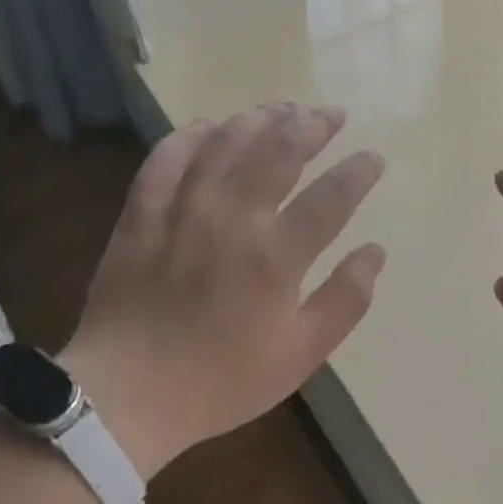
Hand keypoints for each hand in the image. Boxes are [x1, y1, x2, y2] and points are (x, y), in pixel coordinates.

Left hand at [61, 102, 384, 478]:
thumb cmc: (221, 381)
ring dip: (260, 119)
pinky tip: (209, 126)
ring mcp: (182, 209)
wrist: (126, 395)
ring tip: (283, 108)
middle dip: (312, 126)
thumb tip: (375, 252)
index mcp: (276, 256)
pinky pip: (167, 157)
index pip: (331, 196)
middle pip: (279, 151)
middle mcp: (232, 218)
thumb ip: (345, 301)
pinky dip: (190, 135)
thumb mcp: (299, 356)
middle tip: (331, 115)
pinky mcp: (142, 213)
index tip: (373, 159)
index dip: (359, 171)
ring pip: (226, 142)